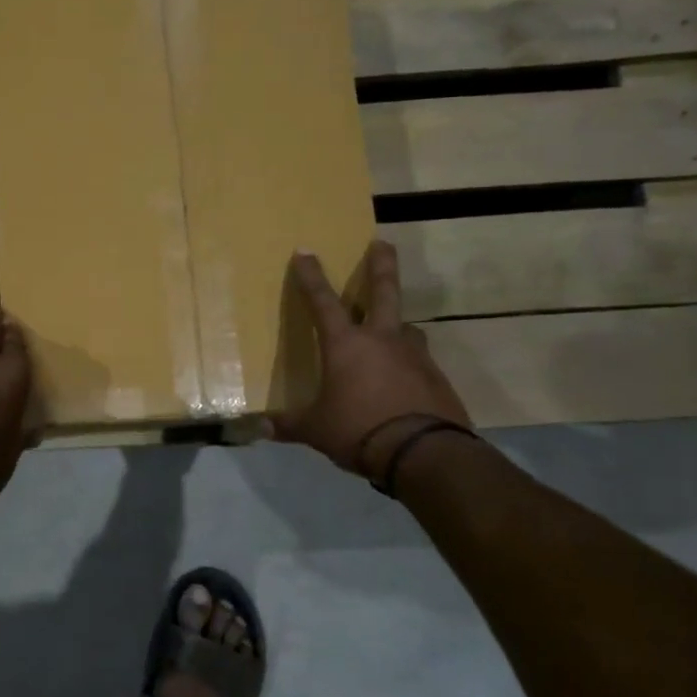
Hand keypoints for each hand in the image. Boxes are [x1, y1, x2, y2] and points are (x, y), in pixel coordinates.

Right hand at [274, 240, 469, 479]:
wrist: (424, 453)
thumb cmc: (359, 430)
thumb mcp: (317, 429)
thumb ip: (290, 424)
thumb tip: (260, 428)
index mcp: (346, 345)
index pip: (322, 302)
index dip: (311, 276)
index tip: (305, 252)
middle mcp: (382, 340)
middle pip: (384, 292)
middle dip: (381, 265)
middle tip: (383, 243)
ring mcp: (415, 357)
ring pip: (406, 328)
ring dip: (398, 324)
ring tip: (394, 330)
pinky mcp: (437, 379)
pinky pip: (419, 362)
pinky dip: (409, 363)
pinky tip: (404, 380)